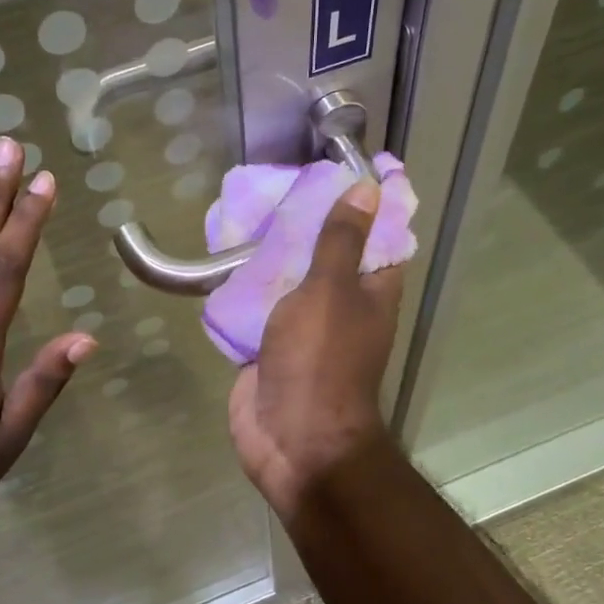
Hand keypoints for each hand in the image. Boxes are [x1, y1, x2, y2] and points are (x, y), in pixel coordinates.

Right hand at [228, 180, 403, 517]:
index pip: (381, 234)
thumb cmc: (321, 361)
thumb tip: (367, 189)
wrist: (293, 439)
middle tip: (283, 180)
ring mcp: (304, 325)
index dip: (370, 201)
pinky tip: (223, 255)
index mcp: (372, 290)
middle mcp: (342, 304)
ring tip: (249, 207)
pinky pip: (258, 304)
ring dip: (273, 250)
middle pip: (329, 252)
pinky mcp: (269, 344)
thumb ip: (341, 242)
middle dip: (309, 220)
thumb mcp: (331, 292)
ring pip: (290, 276)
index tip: (349, 164)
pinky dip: (245, 283)